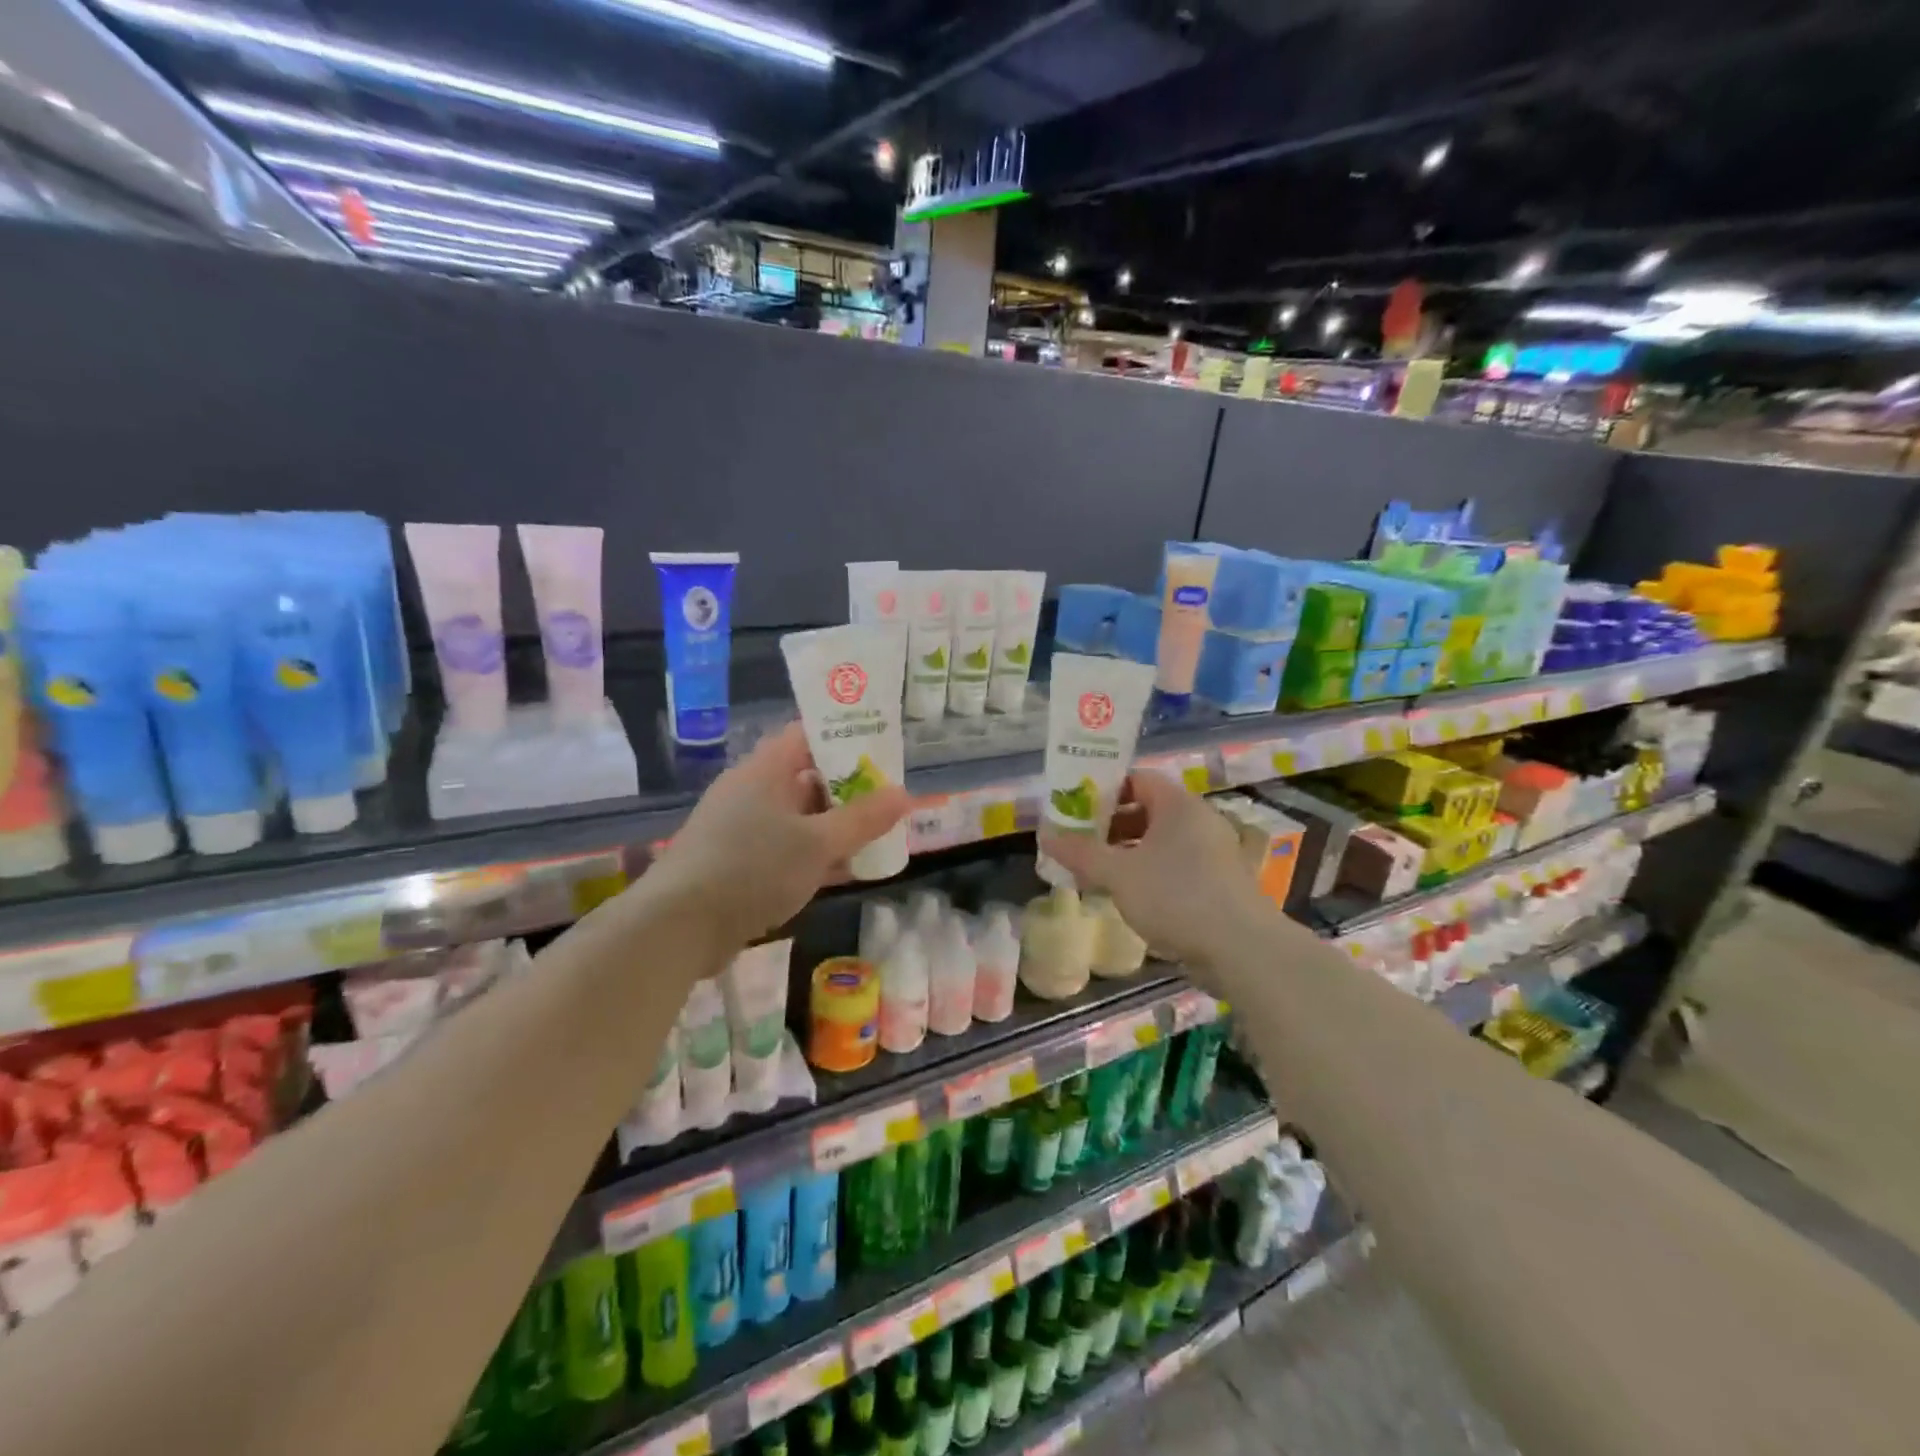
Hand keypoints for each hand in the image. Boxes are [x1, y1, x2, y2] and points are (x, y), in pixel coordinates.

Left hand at [650, 722, 911, 949]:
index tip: (882, 749)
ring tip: (876, 835)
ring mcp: (739, 829)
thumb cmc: (752, 868)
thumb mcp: (818, 843)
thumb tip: (906, 794)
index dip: (844, 737)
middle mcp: (750, 791)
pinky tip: (845, 870)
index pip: (807, 734)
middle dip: (848, 787)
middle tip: (888, 798)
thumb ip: (864, 819)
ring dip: (833, 825)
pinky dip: (814, 854)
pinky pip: (784, 848)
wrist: (678, 927)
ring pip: (797, 817)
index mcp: (764, 770)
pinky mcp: (735, 863)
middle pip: (805, 776)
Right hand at [1039, 770, 1271, 971]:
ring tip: (1098, 872)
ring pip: (1162, 840)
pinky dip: (1151, 871)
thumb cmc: (1176, 896)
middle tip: (1081, 843)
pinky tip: (1130, 894)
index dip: (1104, 790)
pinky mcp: (1221, 881)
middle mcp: (1200, 819)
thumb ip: (1081, 853)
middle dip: (1111, 825)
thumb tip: (1045, 836)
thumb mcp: (1118, 874)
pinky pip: (1177, 864)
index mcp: (1178, 804)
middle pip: (1148, 809)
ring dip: (1129, 852)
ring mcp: (1215, 851)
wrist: (1241, 947)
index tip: (1076, 809)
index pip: (1137, 778)